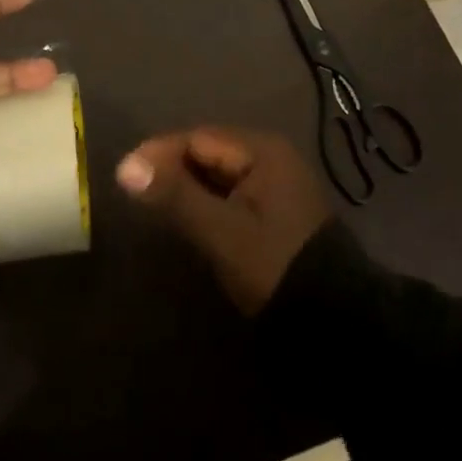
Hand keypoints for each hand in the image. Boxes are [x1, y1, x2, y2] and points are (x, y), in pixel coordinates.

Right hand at [115, 127, 331, 315]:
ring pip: (219, 174)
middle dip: (171, 168)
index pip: (198, 138)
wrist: (337, 322)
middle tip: (134, 189)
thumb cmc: (276, 266)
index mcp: (262, 150)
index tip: (124, 173)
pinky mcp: (277, 211)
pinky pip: (232, 193)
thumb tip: (125, 167)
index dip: (158, 153)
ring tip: (153, 203)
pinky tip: (187, 216)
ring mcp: (277, 184)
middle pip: (209, 152)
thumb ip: (175, 196)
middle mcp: (271, 157)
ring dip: (187, 185)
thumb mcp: (221, 232)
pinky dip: (207, 201)